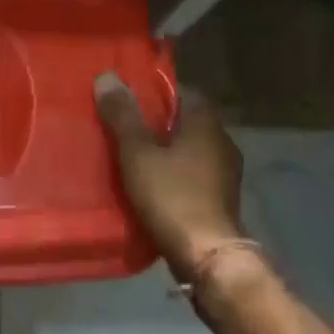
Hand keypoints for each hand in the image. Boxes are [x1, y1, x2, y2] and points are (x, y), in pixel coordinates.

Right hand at [95, 73, 244, 283]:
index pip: (182, 91)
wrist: (208, 257)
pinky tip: (151, 184)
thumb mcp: (137, 152)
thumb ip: (122, 115)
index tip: (128, 97)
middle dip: (157, 121)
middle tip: (123, 125)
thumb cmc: (172, 195)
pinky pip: (193, 173)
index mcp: (206, 123)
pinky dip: (174, 173)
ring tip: (131, 155)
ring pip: (190, 149)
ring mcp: (226, 173)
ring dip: (166, 150)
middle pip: (185, 120)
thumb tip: (107, 76)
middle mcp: (222, 141)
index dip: (155, 91)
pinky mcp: (221, 199)